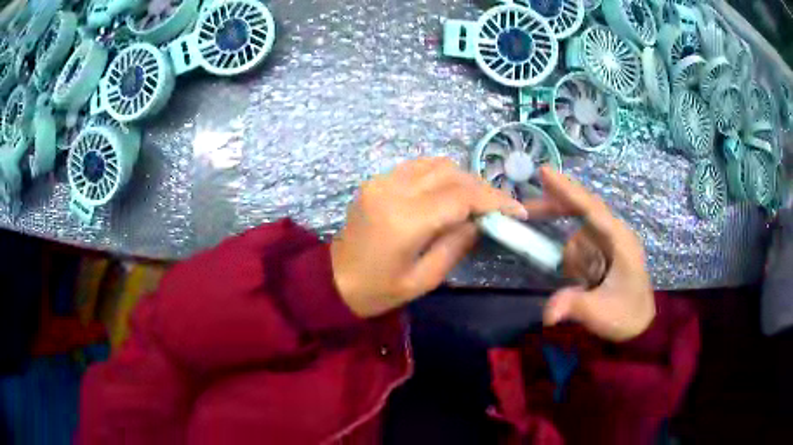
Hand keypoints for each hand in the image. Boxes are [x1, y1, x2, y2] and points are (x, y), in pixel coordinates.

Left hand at [331, 157, 527, 317]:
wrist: (332, 280)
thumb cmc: (377, 291)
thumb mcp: (423, 279)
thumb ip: (456, 245)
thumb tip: (480, 221)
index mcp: (405, 220)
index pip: (460, 197)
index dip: (493, 200)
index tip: (516, 210)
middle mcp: (393, 190)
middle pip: (450, 173)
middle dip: (481, 187)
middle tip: (498, 207)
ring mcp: (381, 181)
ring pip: (435, 164)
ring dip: (462, 178)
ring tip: (477, 200)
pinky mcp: (376, 180)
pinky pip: (417, 167)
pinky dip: (440, 175)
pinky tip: (449, 192)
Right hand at [524, 167, 654, 341]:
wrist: (641, 323)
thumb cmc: (626, 314)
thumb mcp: (601, 312)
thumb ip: (574, 306)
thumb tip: (547, 313)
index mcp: (619, 240)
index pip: (591, 208)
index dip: (567, 190)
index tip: (543, 171)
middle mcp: (614, 234)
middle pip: (580, 211)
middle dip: (554, 210)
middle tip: (526, 212)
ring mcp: (608, 243)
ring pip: (577, 237)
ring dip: (572, 261)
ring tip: (585, 286)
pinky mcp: (603, 252)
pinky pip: (580, 249)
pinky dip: (574, 264)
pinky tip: (583, 282)